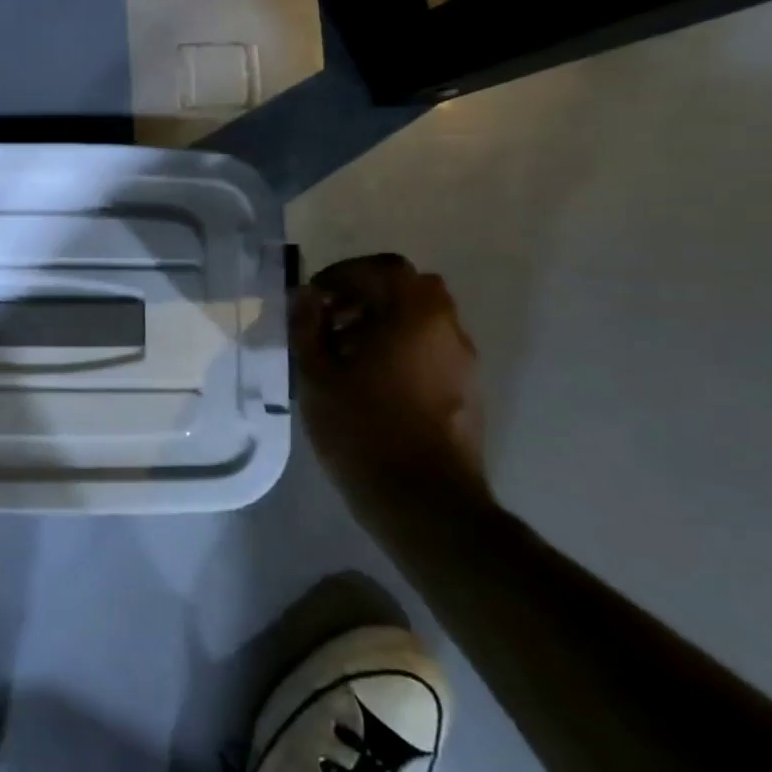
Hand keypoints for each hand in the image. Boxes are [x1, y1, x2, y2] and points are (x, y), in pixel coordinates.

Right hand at [292, 254, 486, 515]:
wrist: (425, 503)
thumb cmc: (362, 429)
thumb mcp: (316, 374)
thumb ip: (307, 326)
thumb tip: (304, 295)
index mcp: (413, 315)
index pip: (382, 268)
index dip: (343, 274)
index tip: (314, 298)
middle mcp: (447, 329)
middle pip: (409, 289)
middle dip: (366, 295)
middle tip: (330, 319)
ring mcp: (463, 362)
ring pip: (422, 319)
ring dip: (383, 322)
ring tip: (344, 354)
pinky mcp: (467, 391)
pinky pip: (431, 349)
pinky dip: (401, 348)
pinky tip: (370, 382)